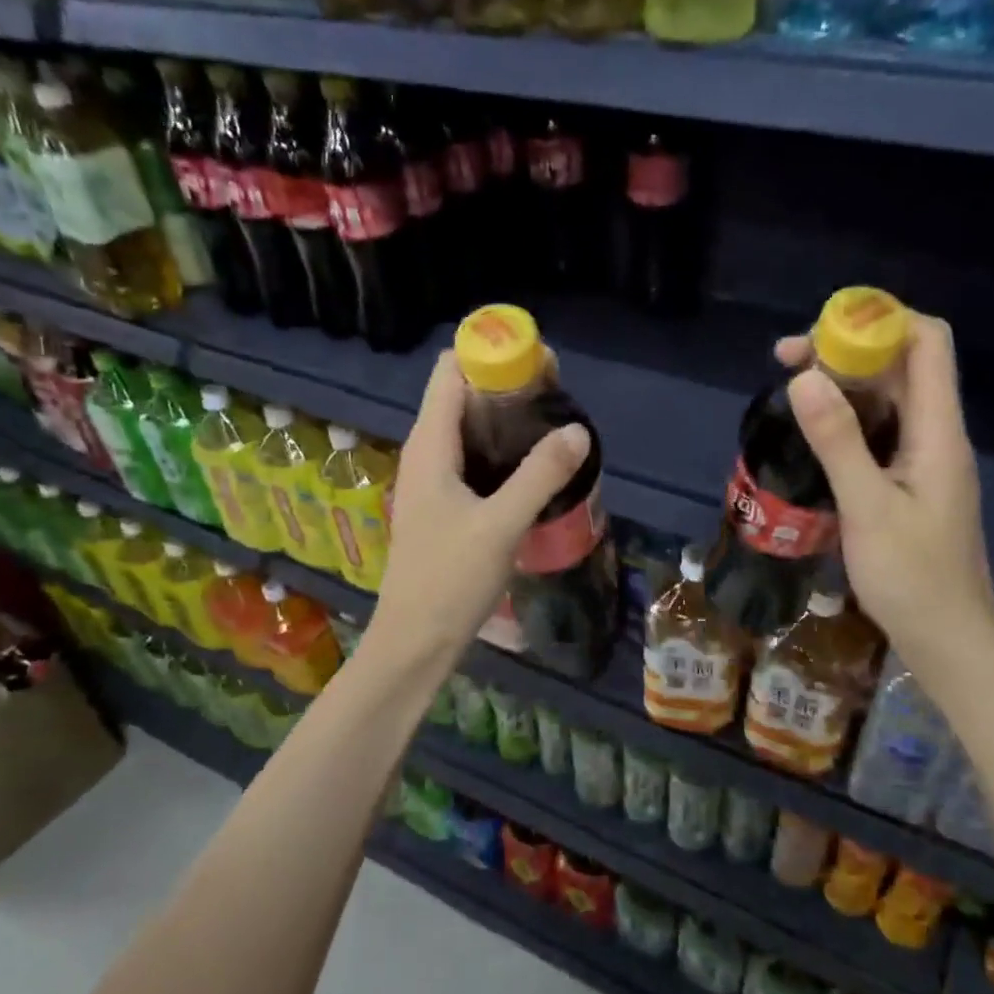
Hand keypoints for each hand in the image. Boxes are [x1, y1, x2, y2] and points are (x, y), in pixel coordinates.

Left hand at [370, 351, 590, 662]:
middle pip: (463, 394)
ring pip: (470, 428)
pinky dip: (503, 450)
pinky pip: (475, 458)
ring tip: (555, 423)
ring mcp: (434, 479)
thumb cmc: (449, 580)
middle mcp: (427, 452)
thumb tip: (578, 430)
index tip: (539, 361)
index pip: (451, 370)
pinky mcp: (445, 504)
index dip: (491, 352)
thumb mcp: (500, 525)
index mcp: (430, 444)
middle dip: (508, 384)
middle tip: (559, 393)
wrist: (415, 641)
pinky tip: (536, 466)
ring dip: (508, 419)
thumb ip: (540, 475)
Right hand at [776, 312, 993, 684]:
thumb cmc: (912, 579)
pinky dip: (847, 420)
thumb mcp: (868, 508)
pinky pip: (881, 433)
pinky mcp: (910, 485)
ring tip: (791, 391)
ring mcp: (924, 461)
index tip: (820, 334)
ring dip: (845, 385)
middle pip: (903, 365)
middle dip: (848, 350)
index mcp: (938, 431)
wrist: (948, 641)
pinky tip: (813, 436)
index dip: (879, 321)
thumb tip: (805, 378)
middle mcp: (936, 435)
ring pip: (889, 400)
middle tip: (787, 362)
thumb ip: (838, 441)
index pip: (927, 343)